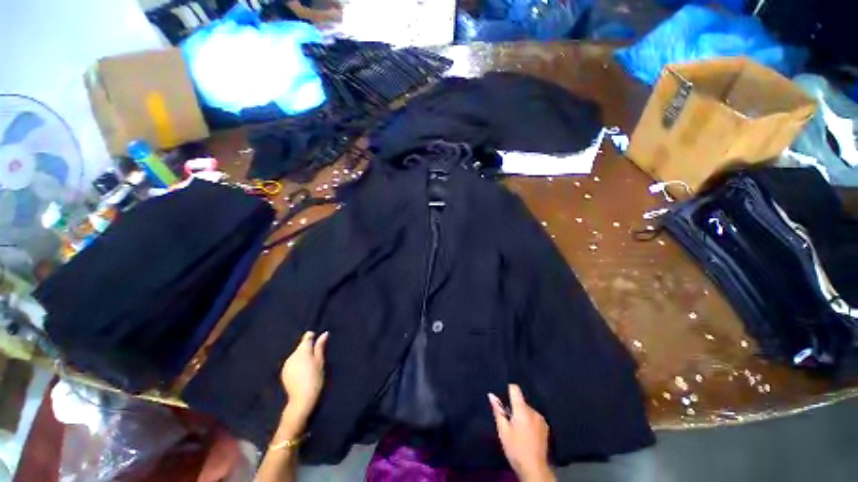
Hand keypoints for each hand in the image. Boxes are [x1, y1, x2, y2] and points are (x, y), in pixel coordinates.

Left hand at [281, 331, 328, 421]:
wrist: (302, 399)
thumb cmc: (315, 378)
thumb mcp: (320, 361)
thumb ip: (320, 346)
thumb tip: (324, 333)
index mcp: (302, 350)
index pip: (307, 336)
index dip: (313, 337)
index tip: (319, 344)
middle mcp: (292, 355)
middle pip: (301, 346)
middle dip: (308, 349)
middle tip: (316, 359)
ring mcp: (286, 364)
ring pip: (296, 355)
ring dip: (302, 357)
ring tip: (309, 367)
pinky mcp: (283, 372)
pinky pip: (292, 363)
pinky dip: (297, 365)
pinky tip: (302, 373)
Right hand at [489, 385, 554, 481]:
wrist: (534, 469)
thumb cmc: (516, 449)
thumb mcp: (503, 431)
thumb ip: (498, 411)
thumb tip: (491, 395)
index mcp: (522, 410)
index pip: (515, 389)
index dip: (508, 390)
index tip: (503, 398)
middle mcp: (533, 411)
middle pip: (521, 401)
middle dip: (514, 407)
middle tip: (509, 420)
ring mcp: (541, 419)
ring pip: (528, 410)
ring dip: (522, 415)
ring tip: (518, 429)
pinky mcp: (546, 428)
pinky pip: (534, 418)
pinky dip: (529, 421)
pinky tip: (527, 434)